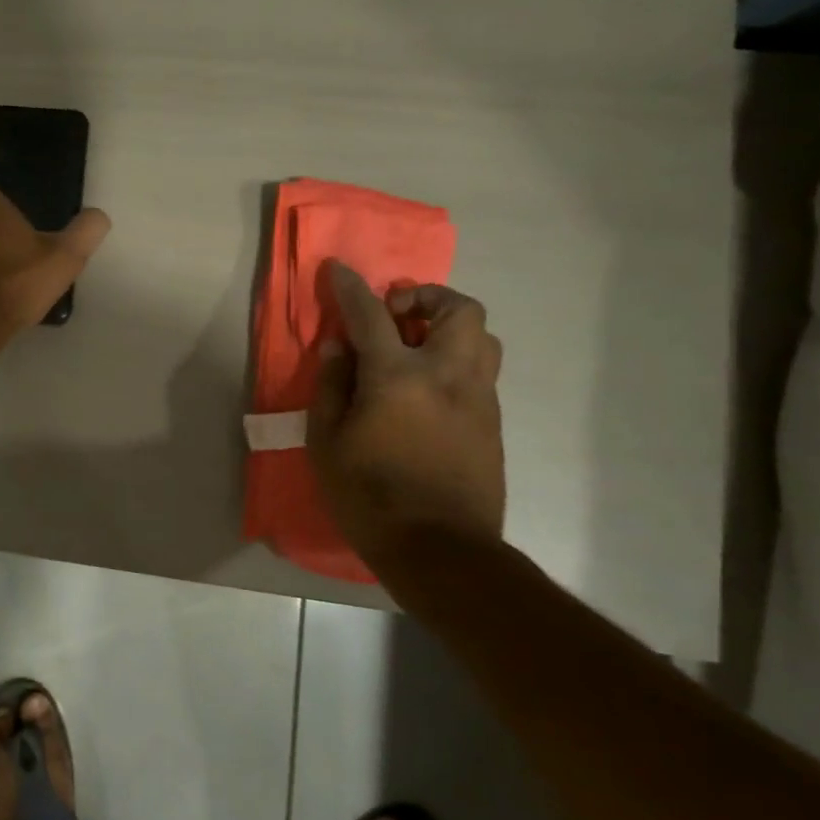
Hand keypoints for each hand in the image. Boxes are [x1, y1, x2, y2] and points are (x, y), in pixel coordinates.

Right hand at [308, 262, 505, 566]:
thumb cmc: (369, 496)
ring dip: (449, 327)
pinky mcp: (493, 423)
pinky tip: (428, 389)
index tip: (339, 269)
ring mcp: (479, 398)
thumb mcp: (327, 443)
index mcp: (399, 377)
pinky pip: (481, 371)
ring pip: (482, 337)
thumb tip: (339, 348)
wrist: (441, 551)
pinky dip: (456, 360)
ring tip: (416, 348)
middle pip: (458, 309)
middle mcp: (448, 375)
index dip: (351, 287)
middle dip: (427, 296)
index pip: (372, 315)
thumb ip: (332, 386)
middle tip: (396, 315)